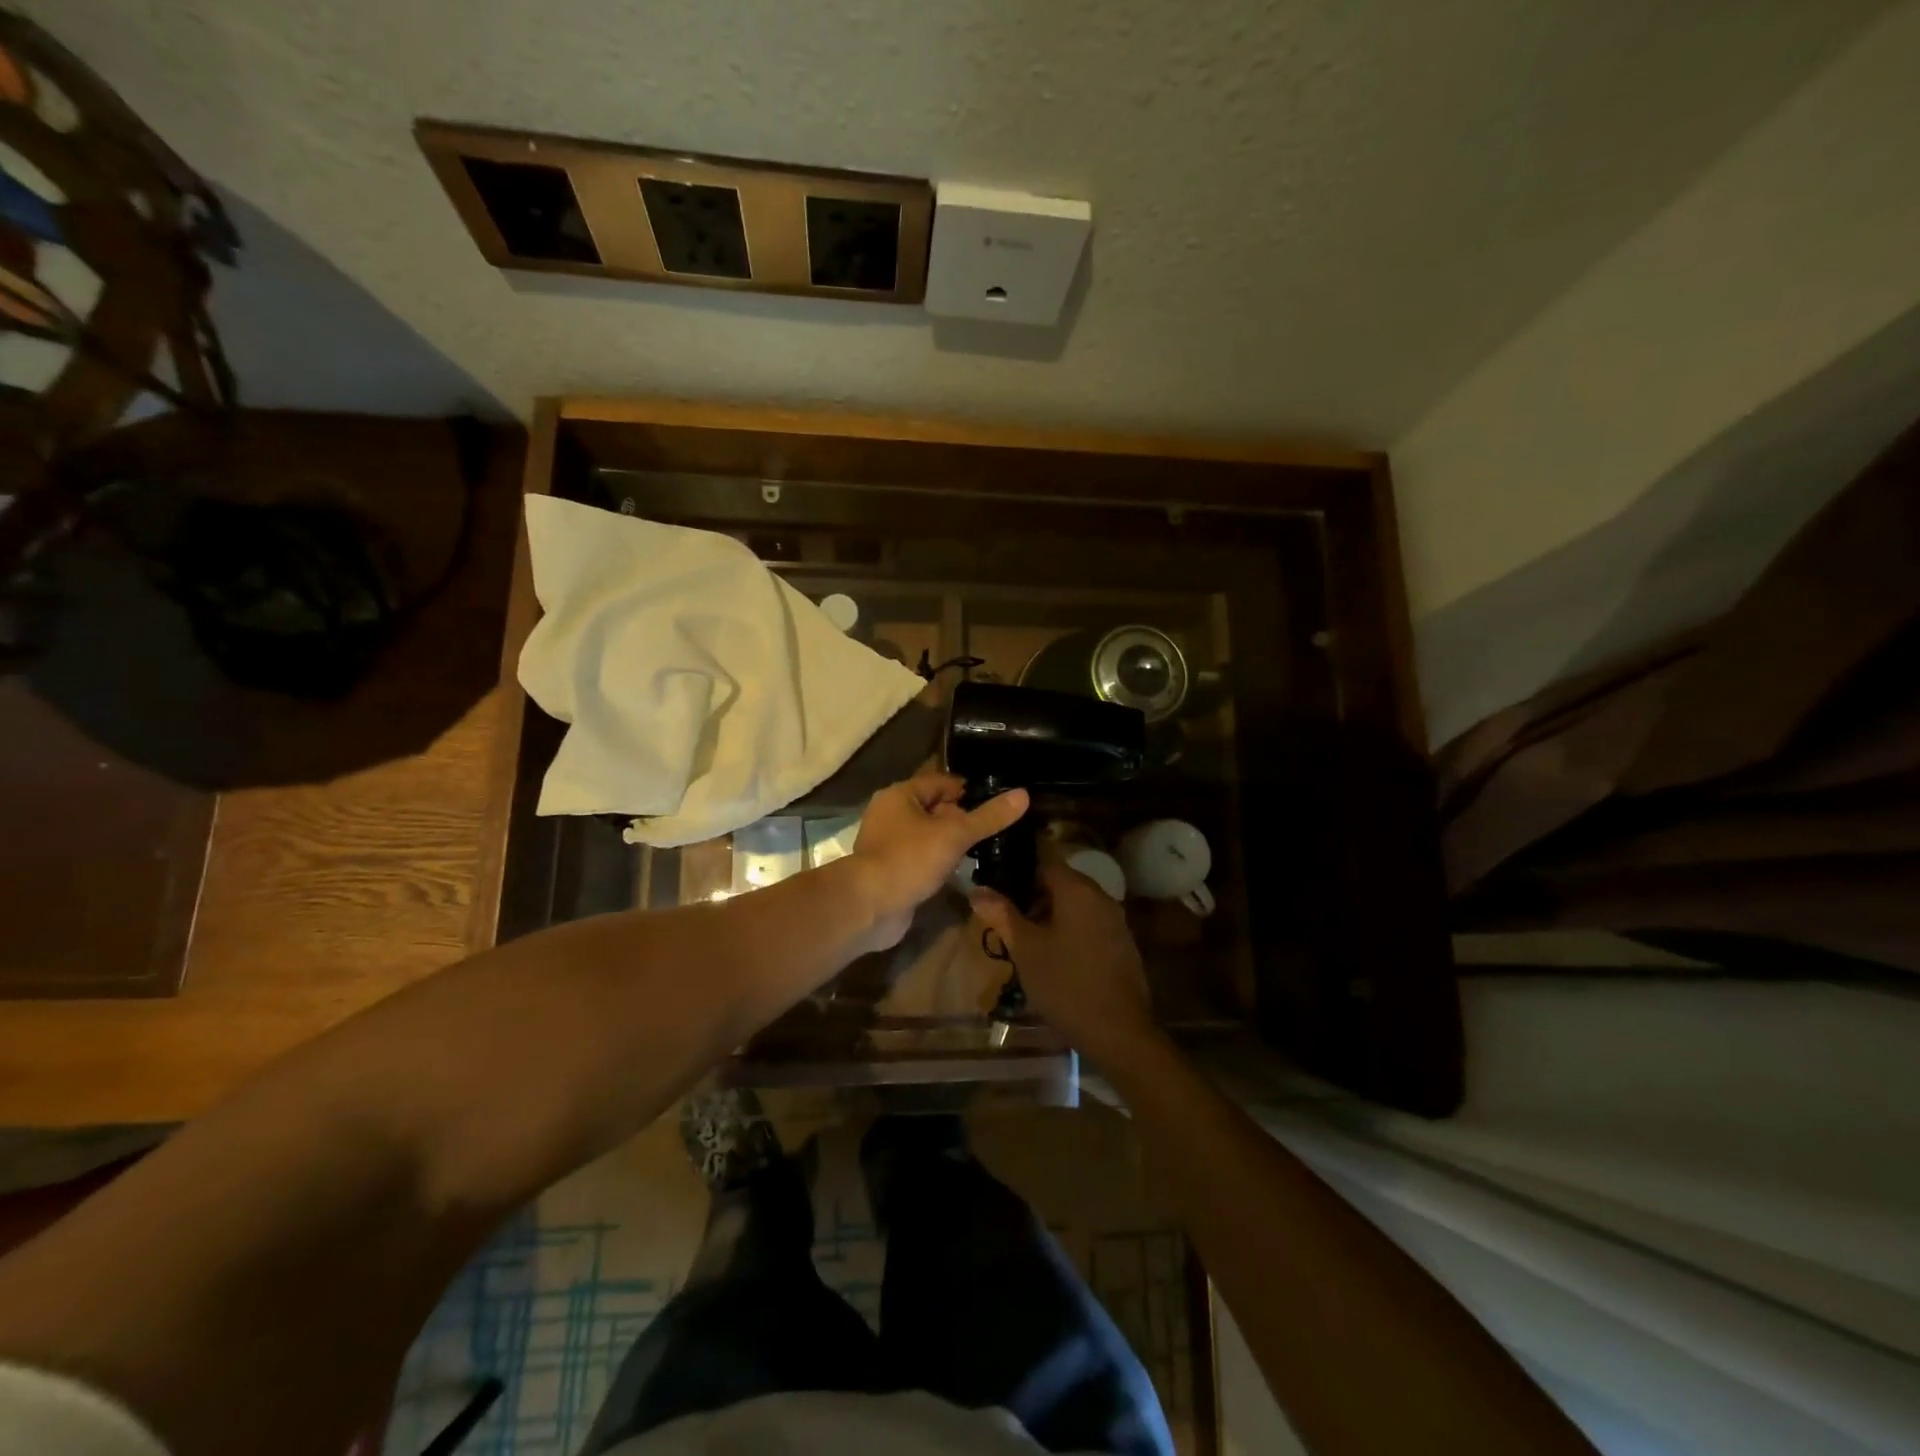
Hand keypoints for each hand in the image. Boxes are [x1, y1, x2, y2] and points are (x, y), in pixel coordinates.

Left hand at [848, 771, 1029, 948]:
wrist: (869, 906)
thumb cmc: (910, 859)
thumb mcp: (955, 835)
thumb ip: (988, 817)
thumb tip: (1023, 795)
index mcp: (900, 795)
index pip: (942, 783)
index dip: (969, 790)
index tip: (999, 801)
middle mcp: (890, 814)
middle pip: (934, 809)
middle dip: (961, 818)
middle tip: (996, 827)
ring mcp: (888, 844)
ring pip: (928, 835)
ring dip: (950, 842)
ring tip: (984, 848)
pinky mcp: (890, 870)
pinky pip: (920, 858)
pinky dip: (938, 862)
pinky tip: (960, 871)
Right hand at [970, 861, 1163, 1068]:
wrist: (1119, 1032)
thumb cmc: (1065, 984)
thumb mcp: (1025, 949)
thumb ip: (1002, 914)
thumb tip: (978, 890)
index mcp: (1078, 890)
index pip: (1044, 860)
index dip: (1017, 870)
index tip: (995, 883)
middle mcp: (1101, 896)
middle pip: (1061, 881)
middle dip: (1031, 894)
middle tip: (1004, 915)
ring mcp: (1115, 920)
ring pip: (1075, 904)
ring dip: (1049, 914)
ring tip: (1023, 937)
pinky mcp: (1122, 943)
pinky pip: (1089, 922)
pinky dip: (1068, 928)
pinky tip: (1052, 954)